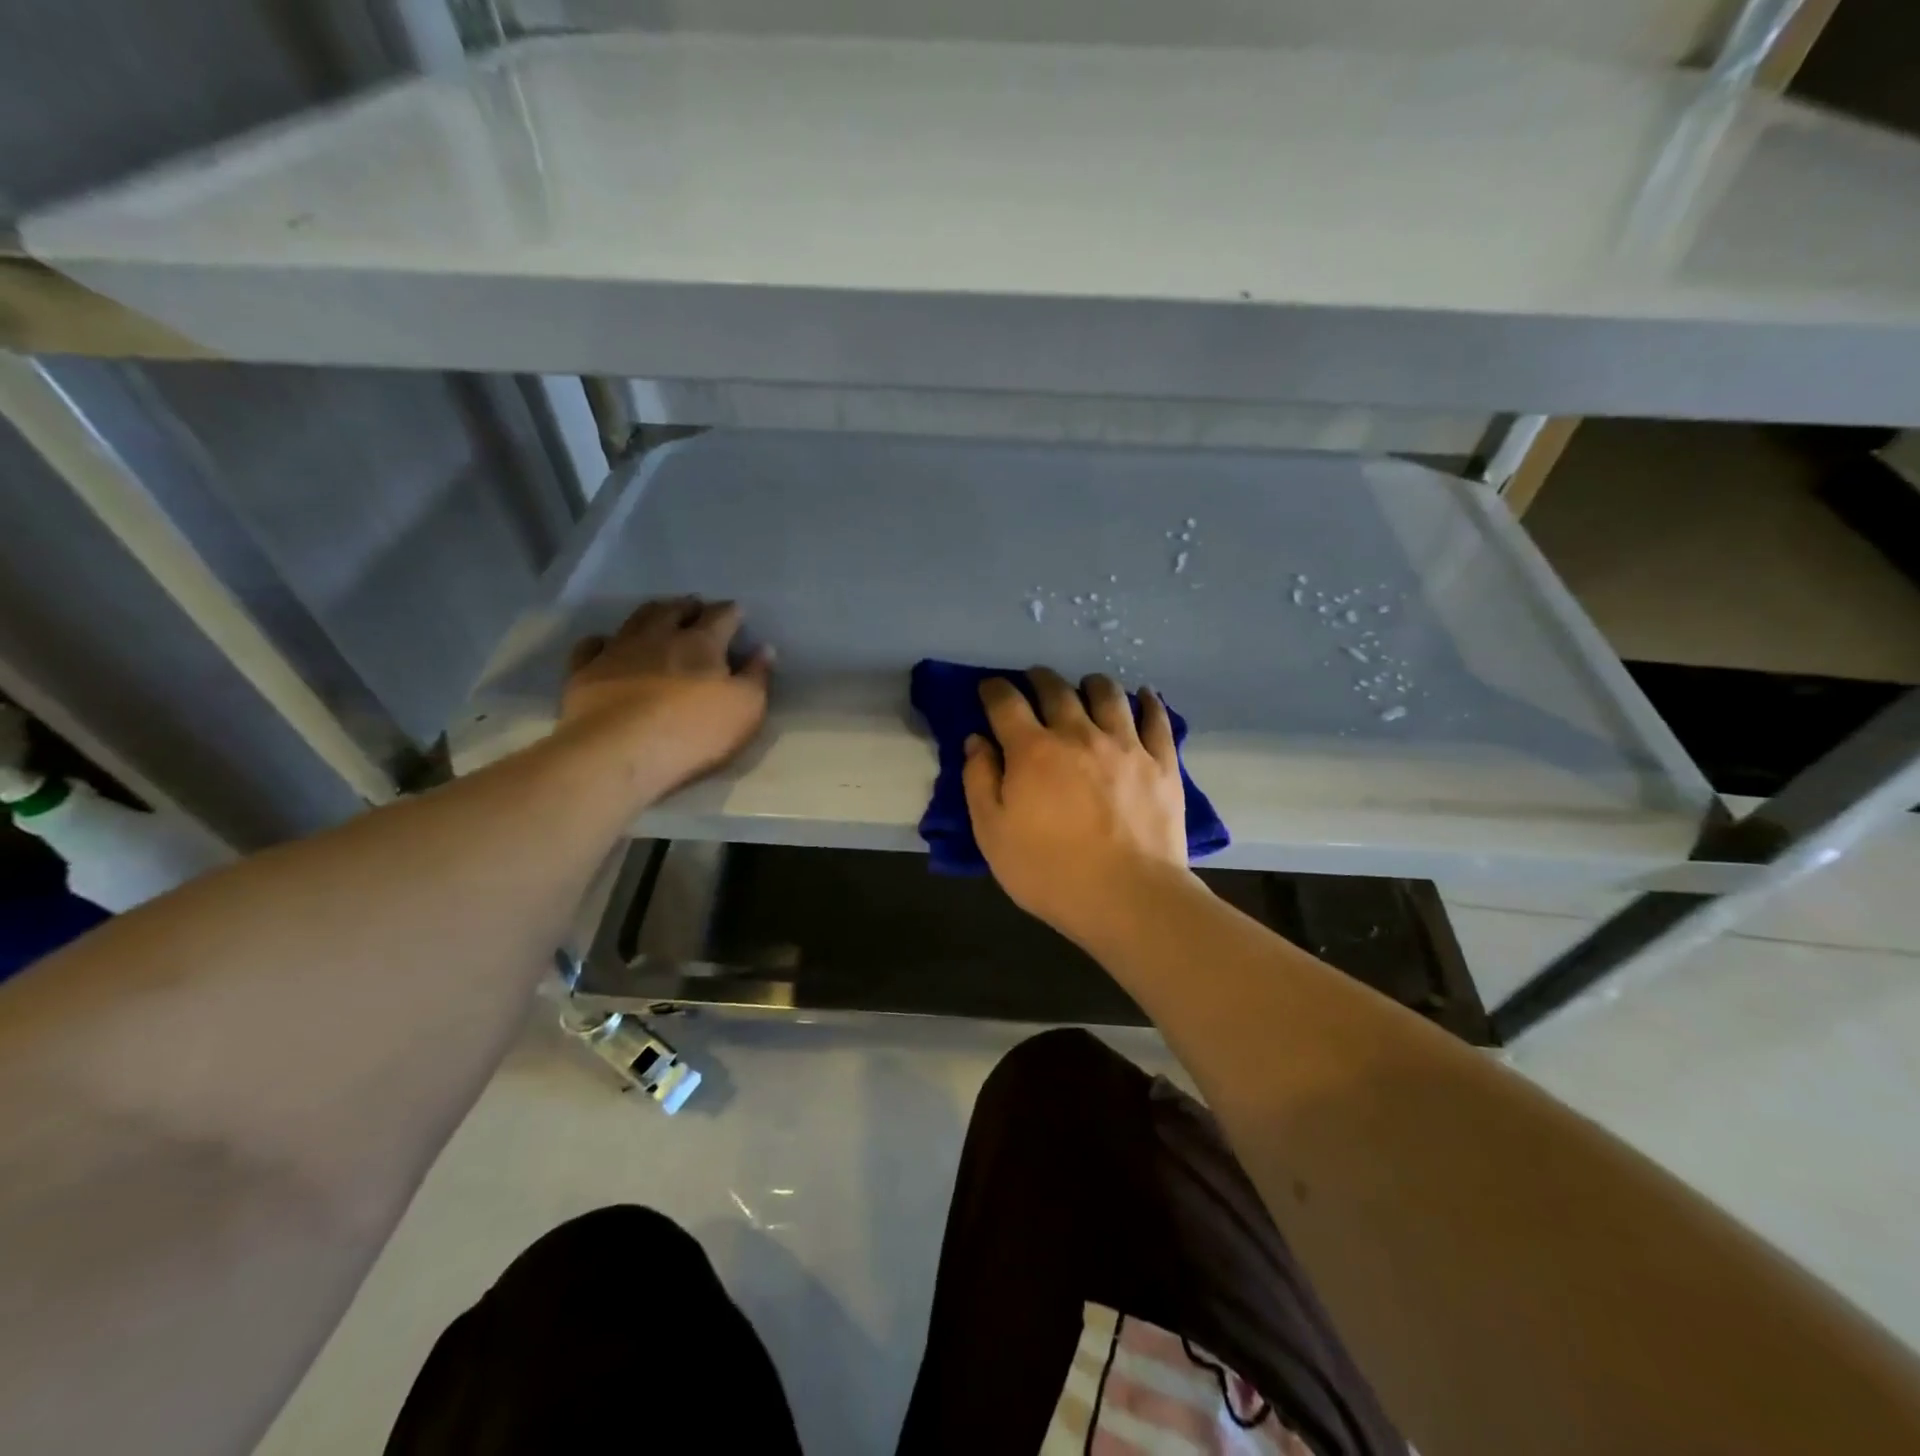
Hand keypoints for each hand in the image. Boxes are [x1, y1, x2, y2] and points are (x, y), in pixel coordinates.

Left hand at [559, 597, 771, 804]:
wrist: (619, 753)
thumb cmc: (693, 732)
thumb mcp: (745, 709)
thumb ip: (757, 677)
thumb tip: (764, 649)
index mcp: (701, 643)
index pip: (721, 616)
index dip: (731, 612)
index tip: (738, 612)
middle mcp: (658, 636)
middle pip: (674, 610)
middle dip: (689, 606)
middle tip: (696, 607)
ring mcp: (617, 650)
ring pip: (636, 619)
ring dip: (652, 613)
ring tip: (660, 614)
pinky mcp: (585, 671)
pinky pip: (592, 645)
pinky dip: (602, 641)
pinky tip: (606, 644)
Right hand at [964, 667, 1192, 944]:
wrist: (1128, 897)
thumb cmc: (1049, 871)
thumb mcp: (992, 834)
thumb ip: (979, 781)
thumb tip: (977, 741)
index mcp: (1033, 750)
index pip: (1006, 703)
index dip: (993, 690)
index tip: (988, 688)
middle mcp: (1079, 734)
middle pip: (1057, 689)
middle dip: (1039, 679)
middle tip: (1034, 682)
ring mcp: (1125, 745)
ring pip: (1108, 694)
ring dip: (1091, 684)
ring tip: (1086, 686)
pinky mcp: (1161, 762)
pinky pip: (1156, 719)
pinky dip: (1147, 702)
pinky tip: (1143, 697)